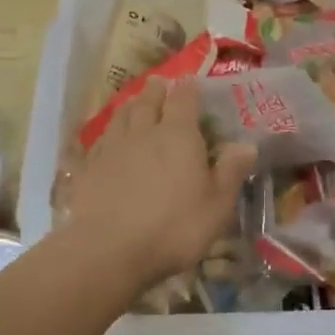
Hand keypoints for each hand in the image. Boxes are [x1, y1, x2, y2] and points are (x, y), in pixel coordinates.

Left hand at [61, 77, 256, 291]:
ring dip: (130, 107)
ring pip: (121, 117)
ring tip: (134, 104)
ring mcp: (111, 149)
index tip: (193, 83)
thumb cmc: (174, 228)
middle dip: (156, 91)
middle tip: (159, 84)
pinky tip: (104, 141)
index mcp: (178, 135)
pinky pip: (96, 143)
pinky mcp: (87, 169)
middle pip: (148, 102)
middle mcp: (143, 132)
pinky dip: (105, 136)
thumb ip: (231, 172)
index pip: (184, 99)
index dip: (190, 89)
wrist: (110, 251)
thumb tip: (247, 144)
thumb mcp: (217, 205)